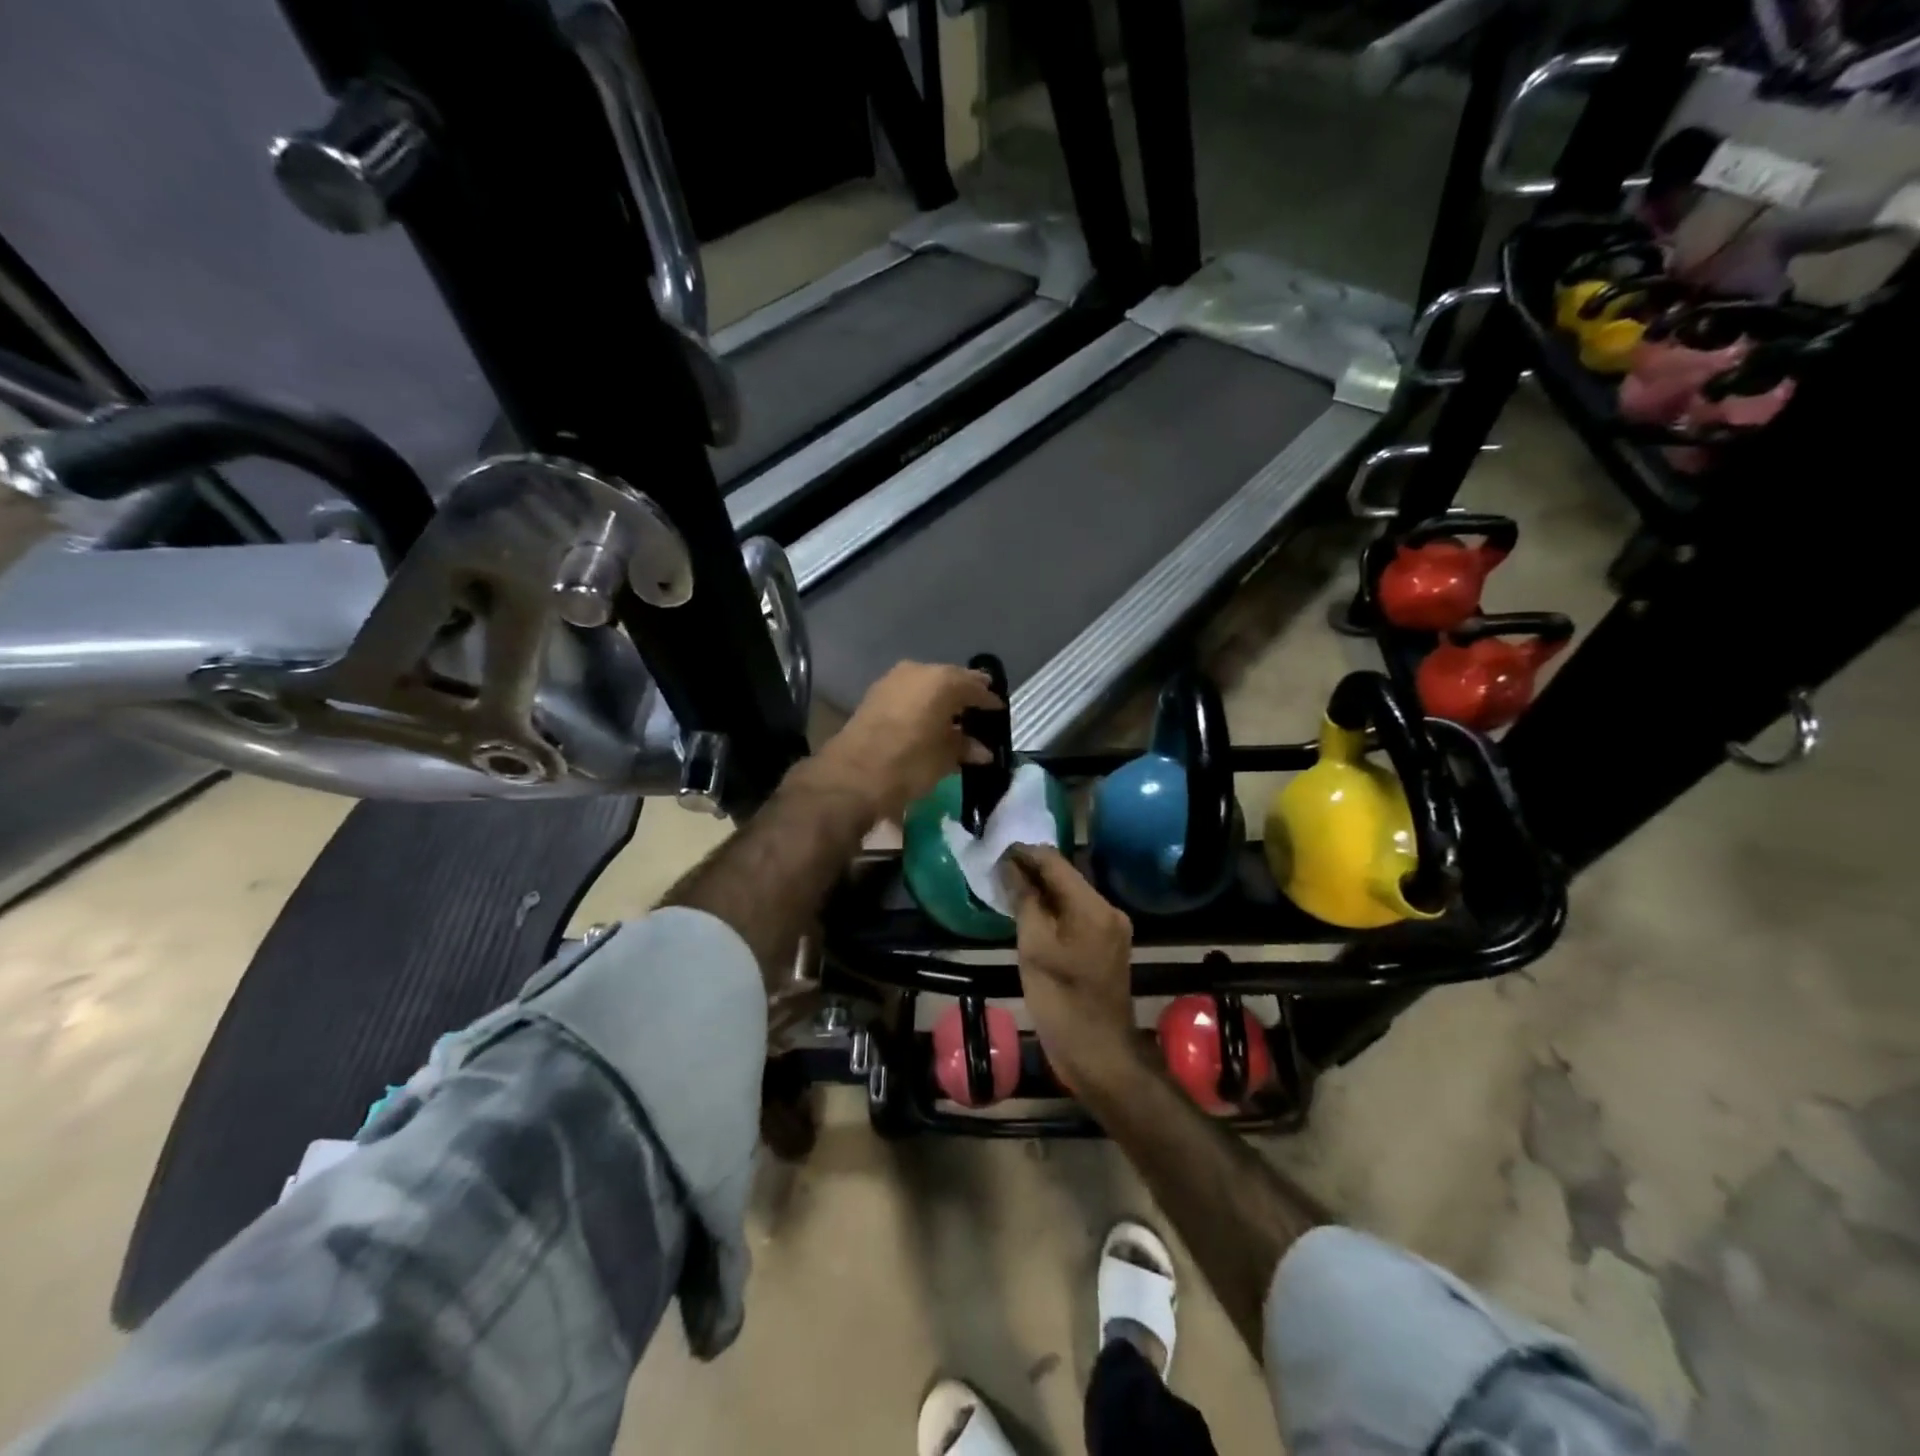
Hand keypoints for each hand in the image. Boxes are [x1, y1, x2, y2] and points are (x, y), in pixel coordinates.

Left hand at [812, 661, 1000, 823]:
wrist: (852, 775)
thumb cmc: (909, 763)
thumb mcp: (944, 758)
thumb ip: (965, 747)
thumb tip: (982, 750)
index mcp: (942, 681)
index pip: (975, 686)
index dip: (989, 700)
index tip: (998, 711)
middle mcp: (918, 671)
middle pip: (950, 680)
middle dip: (964, 695)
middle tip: (978, 711)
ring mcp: (892, 680)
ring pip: (927, 685)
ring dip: (940, 699)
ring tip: (953, 719)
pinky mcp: (874, 695)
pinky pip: (909, 694)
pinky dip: (921, 704)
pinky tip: (927, 722)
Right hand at [1000, 845, 1140, 1093]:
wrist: (1098, 1054)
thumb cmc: (1061, 1002)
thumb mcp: (1034, 948)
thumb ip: (1024, 901)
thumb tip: (1010, 867)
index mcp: (1093, 906)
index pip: (1055, 862)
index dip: (1024, 854)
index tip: (995, 852)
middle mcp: (1108, 909)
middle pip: (1065, 876)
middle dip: (1032, 870)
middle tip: (996, 870)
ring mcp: (1111, 928)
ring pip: (1070, 895)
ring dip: (1041, 889)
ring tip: (1007, 888)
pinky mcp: (1106, 945)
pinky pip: (1076, 914)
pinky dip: (1053, 909)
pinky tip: (1030, 913)